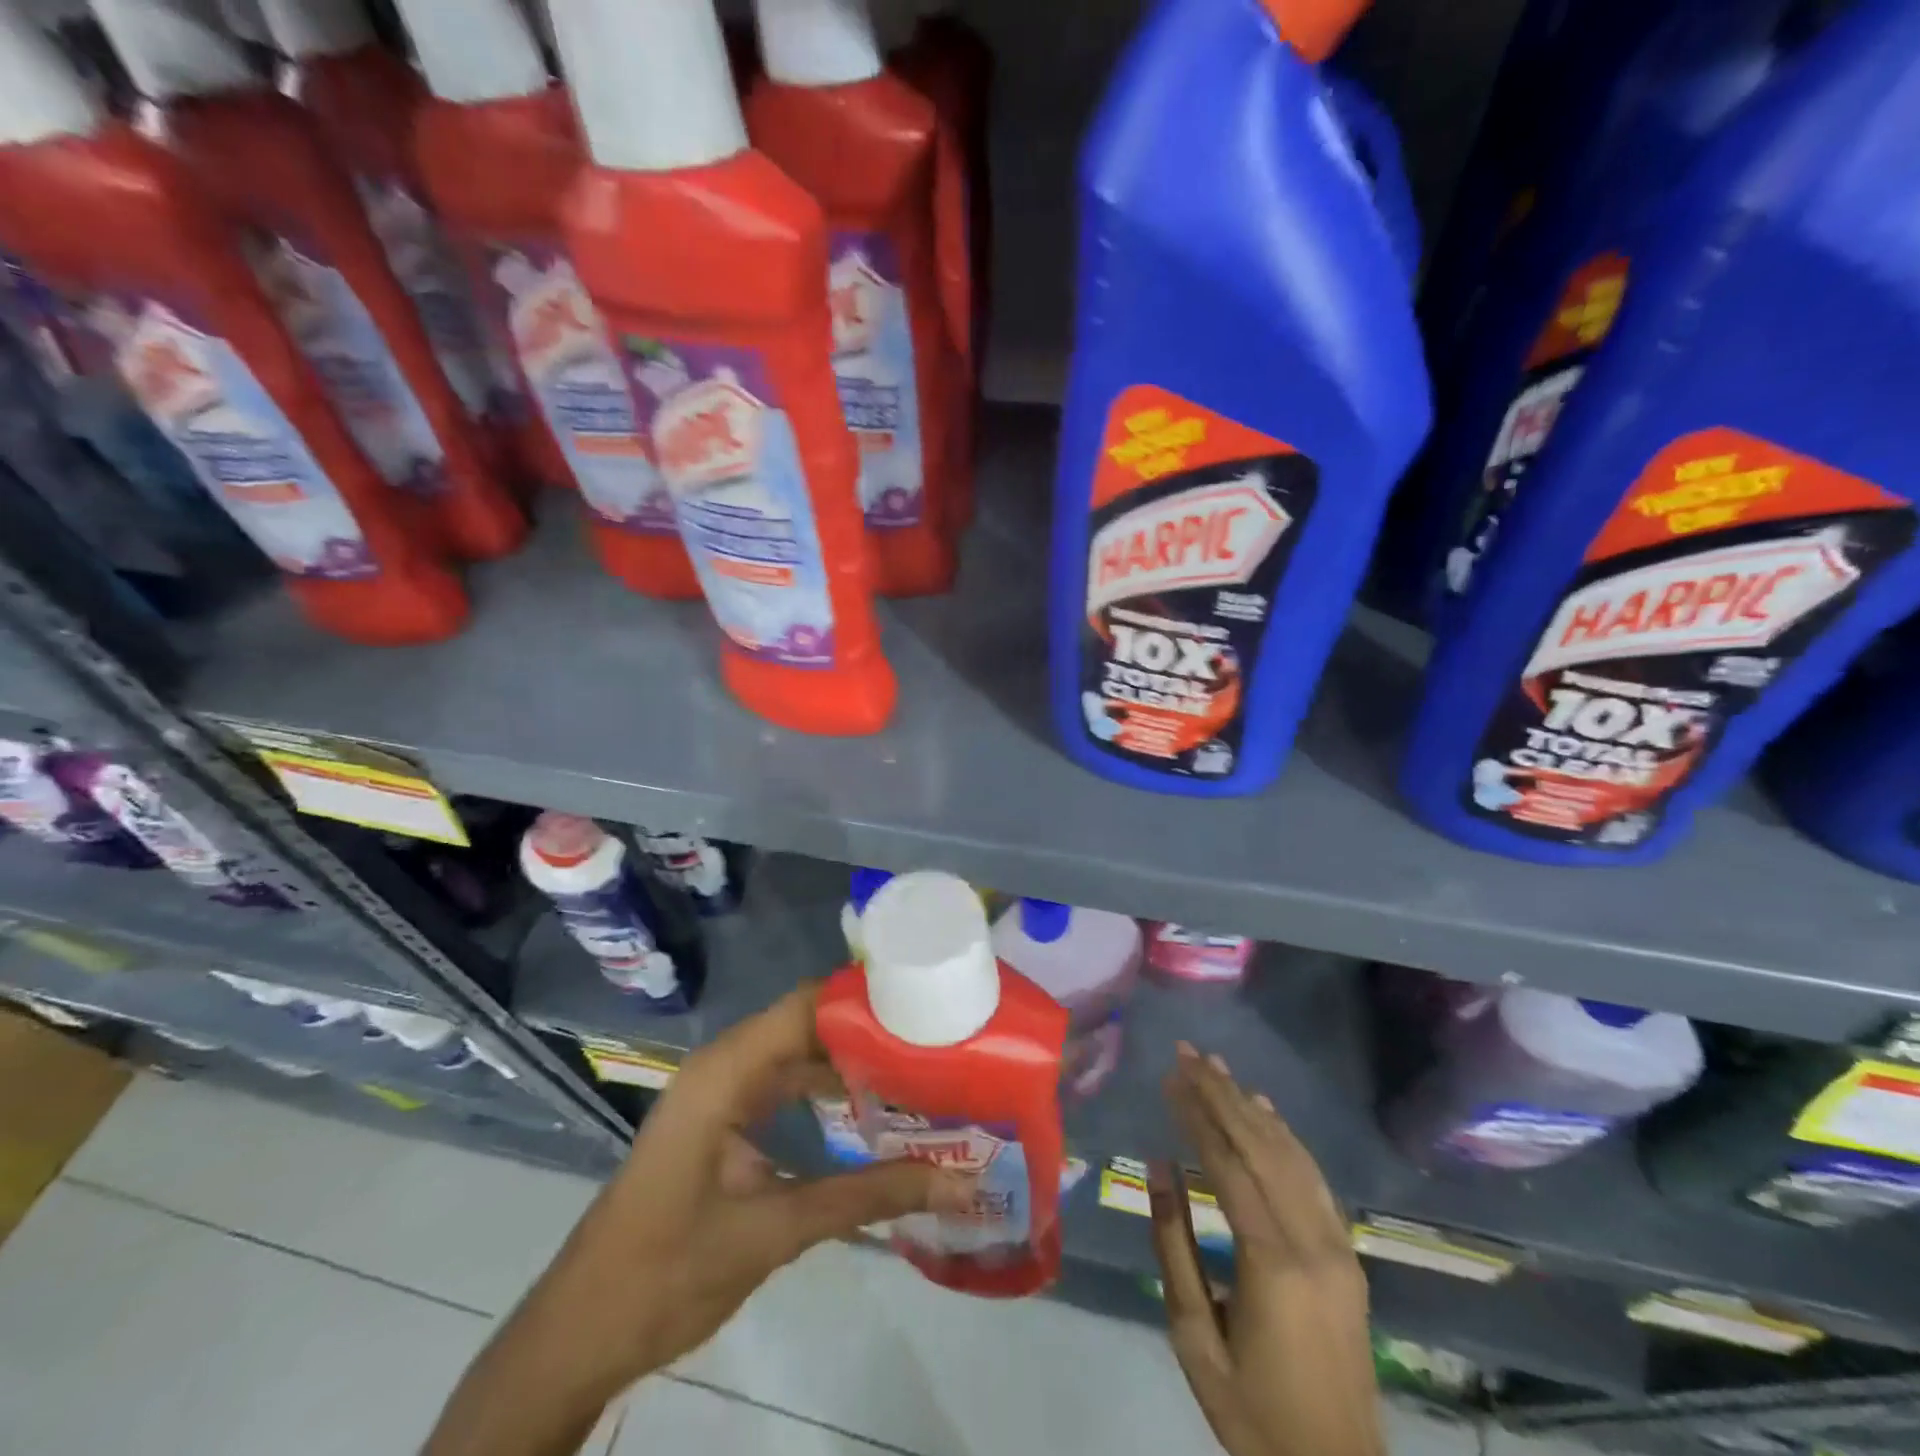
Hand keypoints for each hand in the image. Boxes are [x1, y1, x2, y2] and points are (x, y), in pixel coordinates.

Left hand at [571, 984, 977, 1374]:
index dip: (865, 1000)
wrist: (579, 1335)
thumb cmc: (665, 1274)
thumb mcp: (774, 1233)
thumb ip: (865, 1198)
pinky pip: (782, 1085)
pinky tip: (870, 1111)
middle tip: (937, 1044)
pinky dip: (825, 1091)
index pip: (807, 1005)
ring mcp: (720, 1093)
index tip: (928, 1007)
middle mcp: (724, 1066)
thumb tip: (955, 1184)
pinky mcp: (722, 1121)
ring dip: (850, 1062)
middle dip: (869, 1031)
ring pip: (797, 1054)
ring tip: (919, 1070)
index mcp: (725, 1072)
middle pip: (807, 1025)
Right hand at [1148, 1045, 1383, 1455]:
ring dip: (1251, 1105)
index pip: (1228, 1164)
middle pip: (1261, 1146)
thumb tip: (1157, 1168)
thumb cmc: (1251, 1410)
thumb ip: (1174, 1245)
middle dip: (1220, 1093)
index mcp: (1272, 1261)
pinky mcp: (1348, 1255)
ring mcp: (1338, 1246)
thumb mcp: (1195, 1336)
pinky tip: (1266, 1110)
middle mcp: (1312, 1241)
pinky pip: (1315, 1180)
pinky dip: (1288, 1137)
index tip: (1170, 1076)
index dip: (1197, 1115)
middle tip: (1188, 1052)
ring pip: (1290, 1155)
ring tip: (1218, 1067)